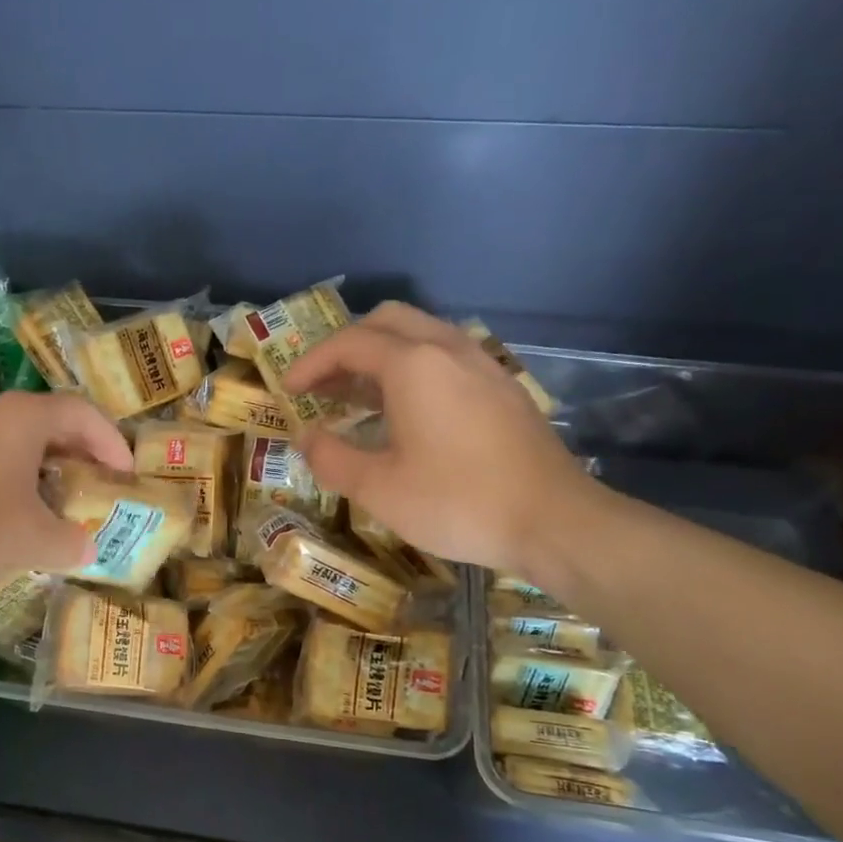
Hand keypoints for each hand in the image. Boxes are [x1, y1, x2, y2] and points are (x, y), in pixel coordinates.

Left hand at [0, 391, 132, 595]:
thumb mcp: (30, 540)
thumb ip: (70, 542)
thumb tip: (87, 548)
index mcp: (22, 417)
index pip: (82, 412)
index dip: (111, 441)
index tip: (125, 475)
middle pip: (49, 422)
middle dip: (79, 455)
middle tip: (96, 486)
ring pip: (15, 441)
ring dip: (43, 469)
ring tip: (56, 504)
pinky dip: (11, 478)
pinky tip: (8, 514)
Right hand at [282, 303, 596, 574]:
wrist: (554, 521)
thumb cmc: (457, 502)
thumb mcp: (378, 488)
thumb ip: (331, 457)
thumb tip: (306, 437)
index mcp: (413, 365)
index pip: (348, 343)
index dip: (310, 363)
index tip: (288, 390)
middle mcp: (448, 349)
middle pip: (387, 321)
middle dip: (346, 346)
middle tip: (323, 383)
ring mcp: (482, 364)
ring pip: (421, 334)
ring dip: (381, 355)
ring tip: (357, 396)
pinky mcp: (502, 386)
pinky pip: (446, 356)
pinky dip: (413, 367)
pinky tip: (408, 411)